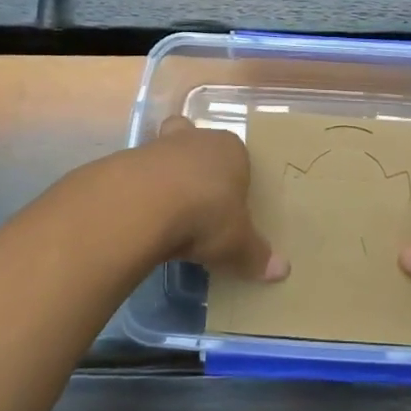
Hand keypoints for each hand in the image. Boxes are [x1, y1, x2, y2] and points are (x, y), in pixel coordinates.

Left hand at [137, 116, 288, 281]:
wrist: (145, 204)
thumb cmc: (206, 214)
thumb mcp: (237, 243)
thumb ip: (257, 255)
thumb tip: (282, 271)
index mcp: (231, 149)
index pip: (238, 156)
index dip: (234, 178)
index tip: (230, 205)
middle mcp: (198, 139)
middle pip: (200, 145)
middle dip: (198, 167)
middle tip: (198, 200)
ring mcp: (160, 145)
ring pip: (167, 155)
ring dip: (167, 179)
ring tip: (168, 216)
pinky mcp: (128, 160)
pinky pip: (140, 174)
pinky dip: (142, 193)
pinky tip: (143, 219)